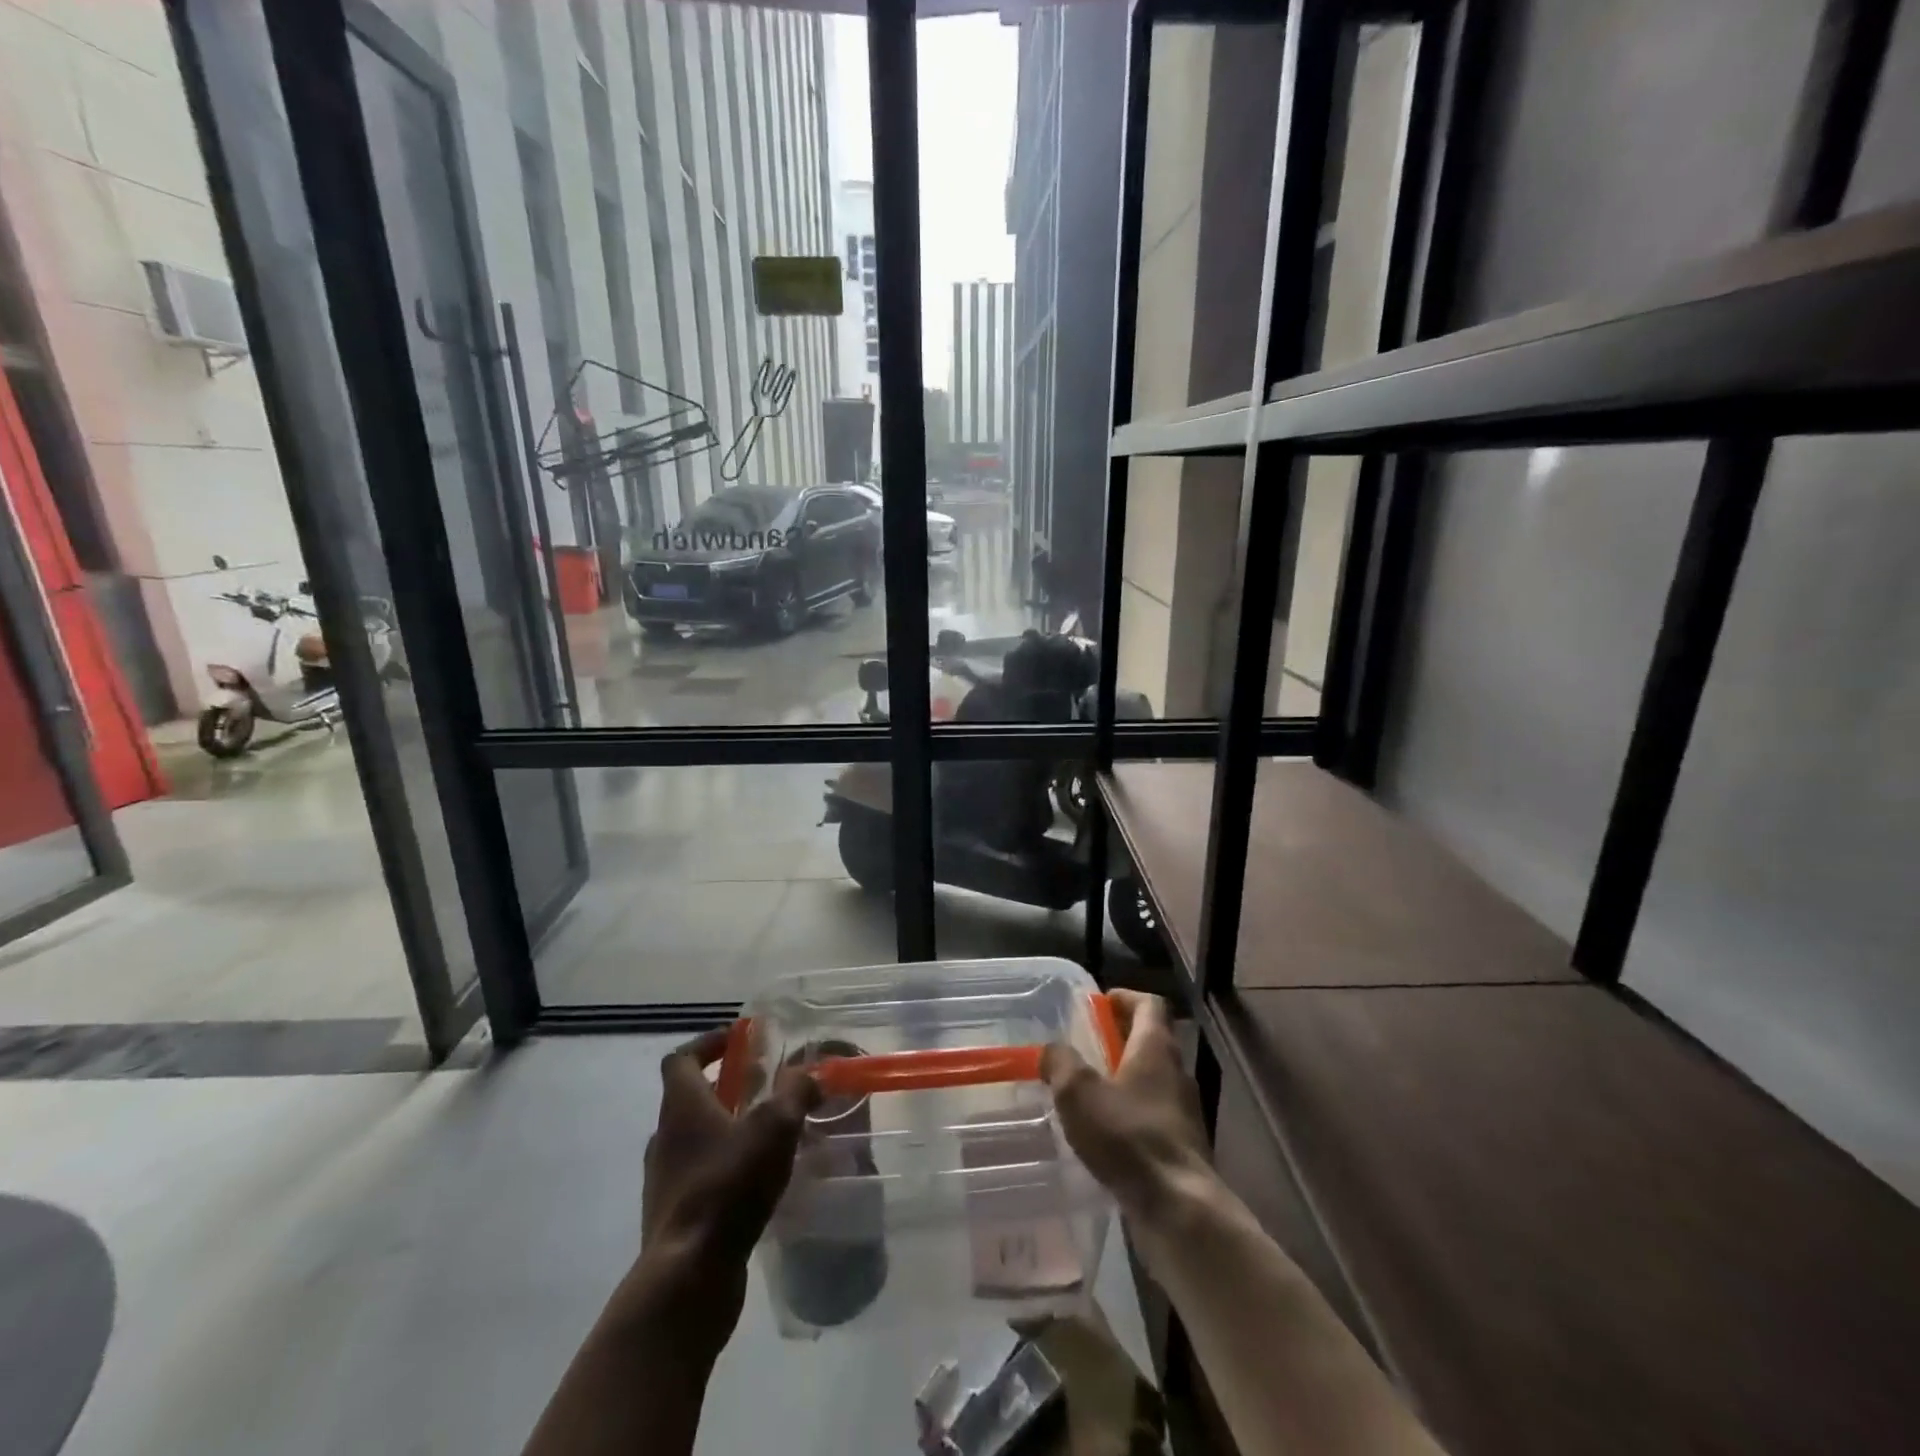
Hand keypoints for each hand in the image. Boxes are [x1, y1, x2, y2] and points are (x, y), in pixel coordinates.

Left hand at [623, 1029, 820, 1360]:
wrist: (688, 1276)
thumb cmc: (729, 1185)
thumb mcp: (775, 1127)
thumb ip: (795, 1093)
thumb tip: (811, 1074)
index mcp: (682, 1106)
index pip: (681, 1058)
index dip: (709, 1044)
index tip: (739, 1041)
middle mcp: (665, 1138)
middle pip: (691, 1098)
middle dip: (728, 1088)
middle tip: (765, 1087)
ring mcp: (665, 1180)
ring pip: (696, 1139)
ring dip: (727, 1129)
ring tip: (768, 1135)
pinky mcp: (673, 1217)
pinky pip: (700, 1177)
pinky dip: (725, 1168)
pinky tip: (758, 1181)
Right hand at [1042, 990, 1212, 1226]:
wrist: (1178, 1208)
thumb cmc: (1128, 1136)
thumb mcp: (1079, 1093)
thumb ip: (1061, 1063)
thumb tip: (1051, 1050)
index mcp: (1156, 1048)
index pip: (1149, 1004)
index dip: (1125, 997)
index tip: (1099, 1003)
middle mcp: (1176, 1072)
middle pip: (1150, 1040)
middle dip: (1118, 1039)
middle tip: (1084, 1046)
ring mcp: (1183, 1111)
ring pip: (1152, 1080)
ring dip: (1123, 1078)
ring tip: (1088, 1091)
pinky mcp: (1181, 1146)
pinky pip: (1152, 1115)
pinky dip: (1130, 1113)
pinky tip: (1104, 1133)